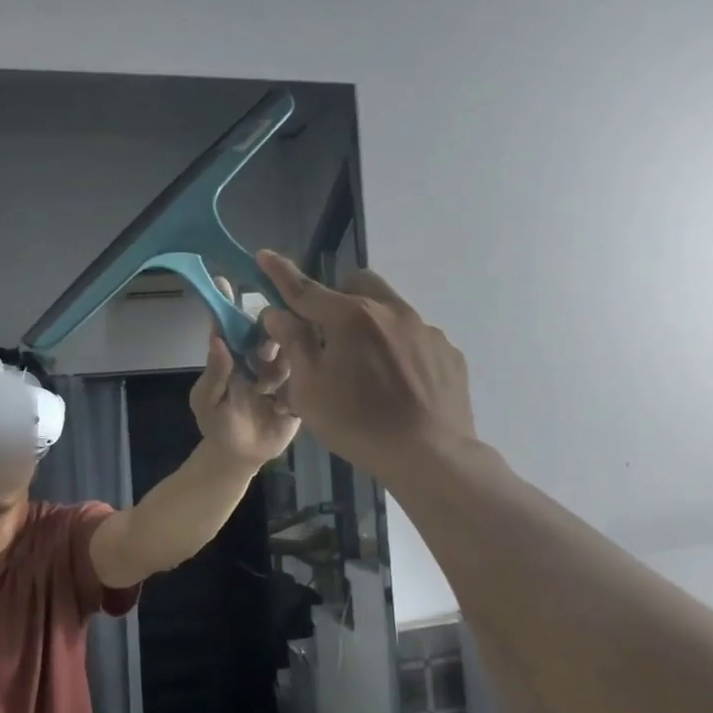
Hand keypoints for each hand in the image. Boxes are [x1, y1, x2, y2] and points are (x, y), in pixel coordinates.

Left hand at [189, 280, 300, 467]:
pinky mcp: (301, 387)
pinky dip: (305, 374)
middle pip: (267, 331)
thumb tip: (217, 339)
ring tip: (278, 378)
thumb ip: (214, 373)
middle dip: (270, 328)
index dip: (227, 302)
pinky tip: (299, 385)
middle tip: (268, 339)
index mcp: (233, 355)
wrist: (243, 456)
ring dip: (286, 356)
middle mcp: (258, 357)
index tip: (225, 279)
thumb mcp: (208, 401)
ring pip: (290, 349)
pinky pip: (307, 373)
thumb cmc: (218, 425)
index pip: (229, 324)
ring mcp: (282, 371)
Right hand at [255, 251, 476, 479]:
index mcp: (350, 317)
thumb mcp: (309, 390)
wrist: (430, 456)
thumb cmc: (358, 424)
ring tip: (368, 369)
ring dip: (371, 325)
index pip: (305, 289)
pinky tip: (399, 384)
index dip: (280, 273)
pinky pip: (415, 337)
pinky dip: (399, 349)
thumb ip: (293, 343)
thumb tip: (277, 313)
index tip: (264, 256)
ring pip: (390, 310)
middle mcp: (391, 311)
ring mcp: (425, 330)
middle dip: (338, 298)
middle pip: (357, 285)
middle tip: (328, 334)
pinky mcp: (447, 352)